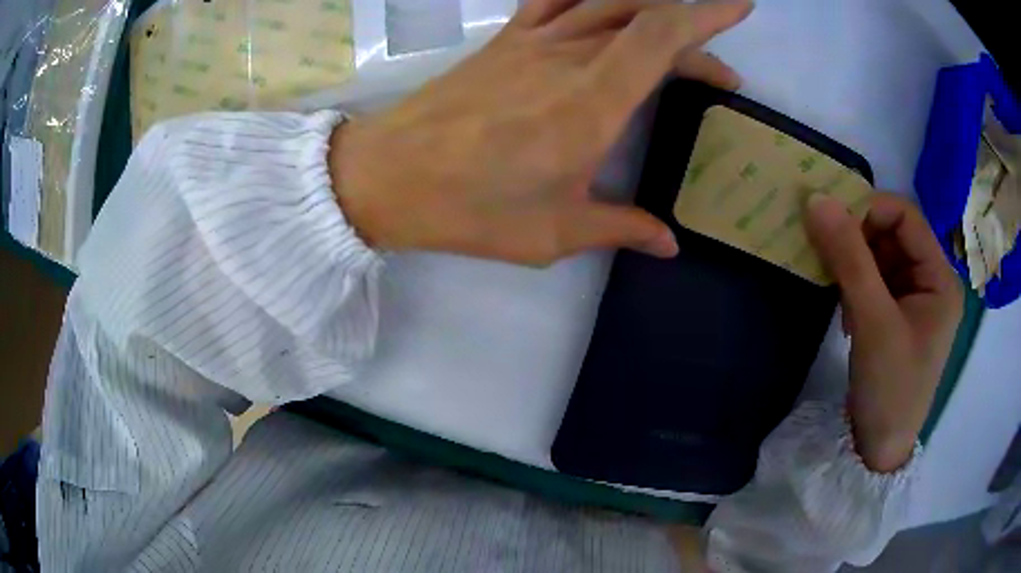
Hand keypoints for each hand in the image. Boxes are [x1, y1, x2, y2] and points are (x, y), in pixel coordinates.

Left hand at [329, 0, 751, 265]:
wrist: (388, 176)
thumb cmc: (469, 209)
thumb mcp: (553, 232)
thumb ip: (620, 227)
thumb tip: (669, 241)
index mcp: (590, 105)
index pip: (661, 36)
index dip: (706, 15)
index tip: (739, 7)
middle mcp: (568, 58)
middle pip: (645, 19)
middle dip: (694, 35)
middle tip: (717, 75)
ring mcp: (532, 41)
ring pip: (606, 2)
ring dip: (650, 11)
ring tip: (675, 37)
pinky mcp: (506, 40)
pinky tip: (604, 7)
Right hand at [806, 193, 962, 471]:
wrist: (878, 449)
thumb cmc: (889, 387)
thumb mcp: (872, 322)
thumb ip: (849, 258)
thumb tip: (816, 200)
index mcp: (940, 278)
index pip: (907, 218)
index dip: (870, 211)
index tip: (831, 224)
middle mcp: (932, 281)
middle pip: (894, 236)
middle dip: (860, 242)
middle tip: (829, 260)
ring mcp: (915, 300)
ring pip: (881, 257)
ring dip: (855, 266)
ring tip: (839, 295)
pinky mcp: (898, 316)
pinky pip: (875, 281)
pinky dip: (856, 286)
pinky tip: (847, 313)